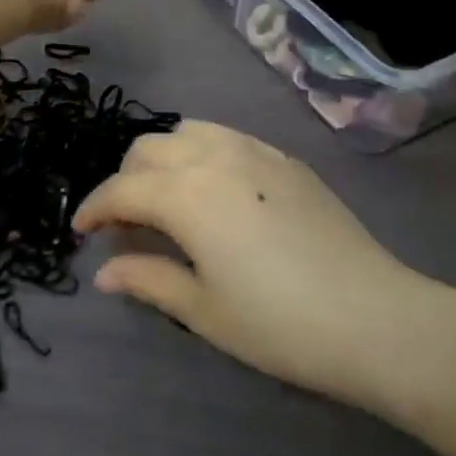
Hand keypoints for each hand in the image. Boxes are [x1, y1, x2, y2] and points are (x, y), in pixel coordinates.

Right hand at [75, 122, 455, 416]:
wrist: (374, 317)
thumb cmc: (279, 324)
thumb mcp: (204, 310)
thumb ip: (148, 279)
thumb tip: (104, 272)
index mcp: (186, 193)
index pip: (121, 190)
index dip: (94, 209)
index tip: (80, 231)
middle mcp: (214, 155)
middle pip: (149, 148)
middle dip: (126, 180)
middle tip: (127, 223)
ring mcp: (254, 150)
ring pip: (188, 131)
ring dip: (164, 158)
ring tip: (168, 198)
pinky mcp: (285, 159)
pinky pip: (227, 137)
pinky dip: (202, 153)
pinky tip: (216, 191)